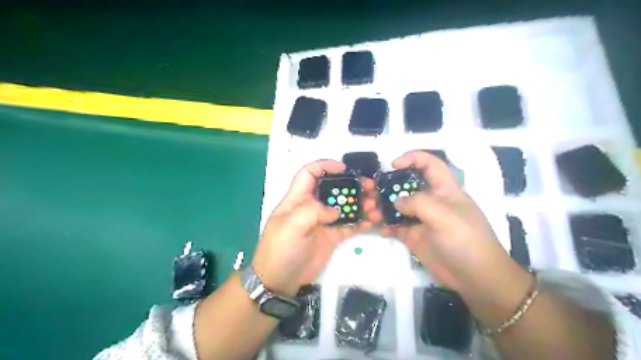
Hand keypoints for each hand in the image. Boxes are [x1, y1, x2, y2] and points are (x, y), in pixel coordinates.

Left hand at [251, 160, 378, 295]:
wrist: (280, 280)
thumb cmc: (280, 249)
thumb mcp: (290, 225)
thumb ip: (312, 211)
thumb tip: (335, 211)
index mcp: (298, 199)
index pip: (309, 173)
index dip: (325, 166)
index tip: (344, 168)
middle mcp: (312, 207)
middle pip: (333, 189)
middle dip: (351, 185)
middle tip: (370, 187)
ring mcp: (323, 222)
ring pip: (344, 206)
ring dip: (360, 203)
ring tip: (374, 206)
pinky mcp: (331, 237)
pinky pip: (349, 226)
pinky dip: (360, 222)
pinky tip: (371, 222)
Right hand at [380, 151, 530, 305]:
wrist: (474, 277)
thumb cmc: (465, 239)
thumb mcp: (443, 215)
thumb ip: (418, 203)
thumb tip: (396, 202)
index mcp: (444, 189)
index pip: (429, 164)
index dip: (412, 158)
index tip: (393, 165)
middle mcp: (431, 201)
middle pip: (406, 185)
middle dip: (388, 186)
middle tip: (370, 191)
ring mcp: (421, 219)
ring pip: (397, 207)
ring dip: (382, 207)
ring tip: (370, 213)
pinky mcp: (414, 236)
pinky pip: (396, 226)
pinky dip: (386, 226)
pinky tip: (380, 229)